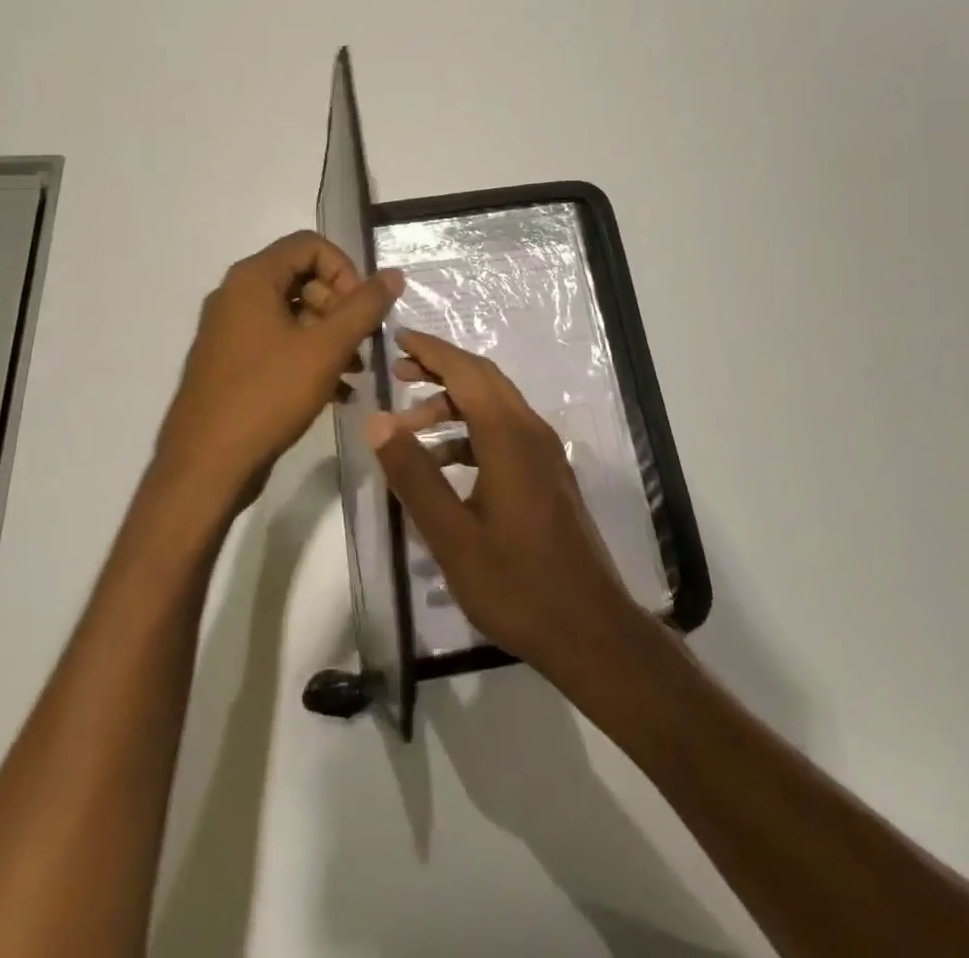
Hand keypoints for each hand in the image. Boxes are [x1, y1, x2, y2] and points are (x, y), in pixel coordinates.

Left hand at [155, 231, 403, 519]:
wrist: (206, 466)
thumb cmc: (267, 396)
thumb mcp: (326, 348)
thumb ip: (364, 307)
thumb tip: (394, 274)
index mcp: (252, 279)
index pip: (310, 246)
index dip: (346, 270)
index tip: (364, 309)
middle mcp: (236, 296)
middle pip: (303, 279)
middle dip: (341, 307)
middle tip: (363, 343)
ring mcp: (231, 332)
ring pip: (294, 316)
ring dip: (331, 337)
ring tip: (357, 371)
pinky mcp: (232, 365)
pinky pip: (279, 345)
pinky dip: (310, 358)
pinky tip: (338, 392)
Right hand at [366, 328, 646, 681]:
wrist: (590, 630)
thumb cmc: (516, 584)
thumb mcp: (451, 535)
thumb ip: (414, 474)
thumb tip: (377, 421)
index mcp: (509, 437)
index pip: (466, 372)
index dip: (431, 351)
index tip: (397, 339)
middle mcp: (532, 432)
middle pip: (483, 380)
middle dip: (440, 369)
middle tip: (397, 373)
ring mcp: (546, 454)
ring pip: (495, 407)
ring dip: (453, 406)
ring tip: (409, 427)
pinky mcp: (549, 475)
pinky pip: (506, 433)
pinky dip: (471, 433)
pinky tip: (445, 465)